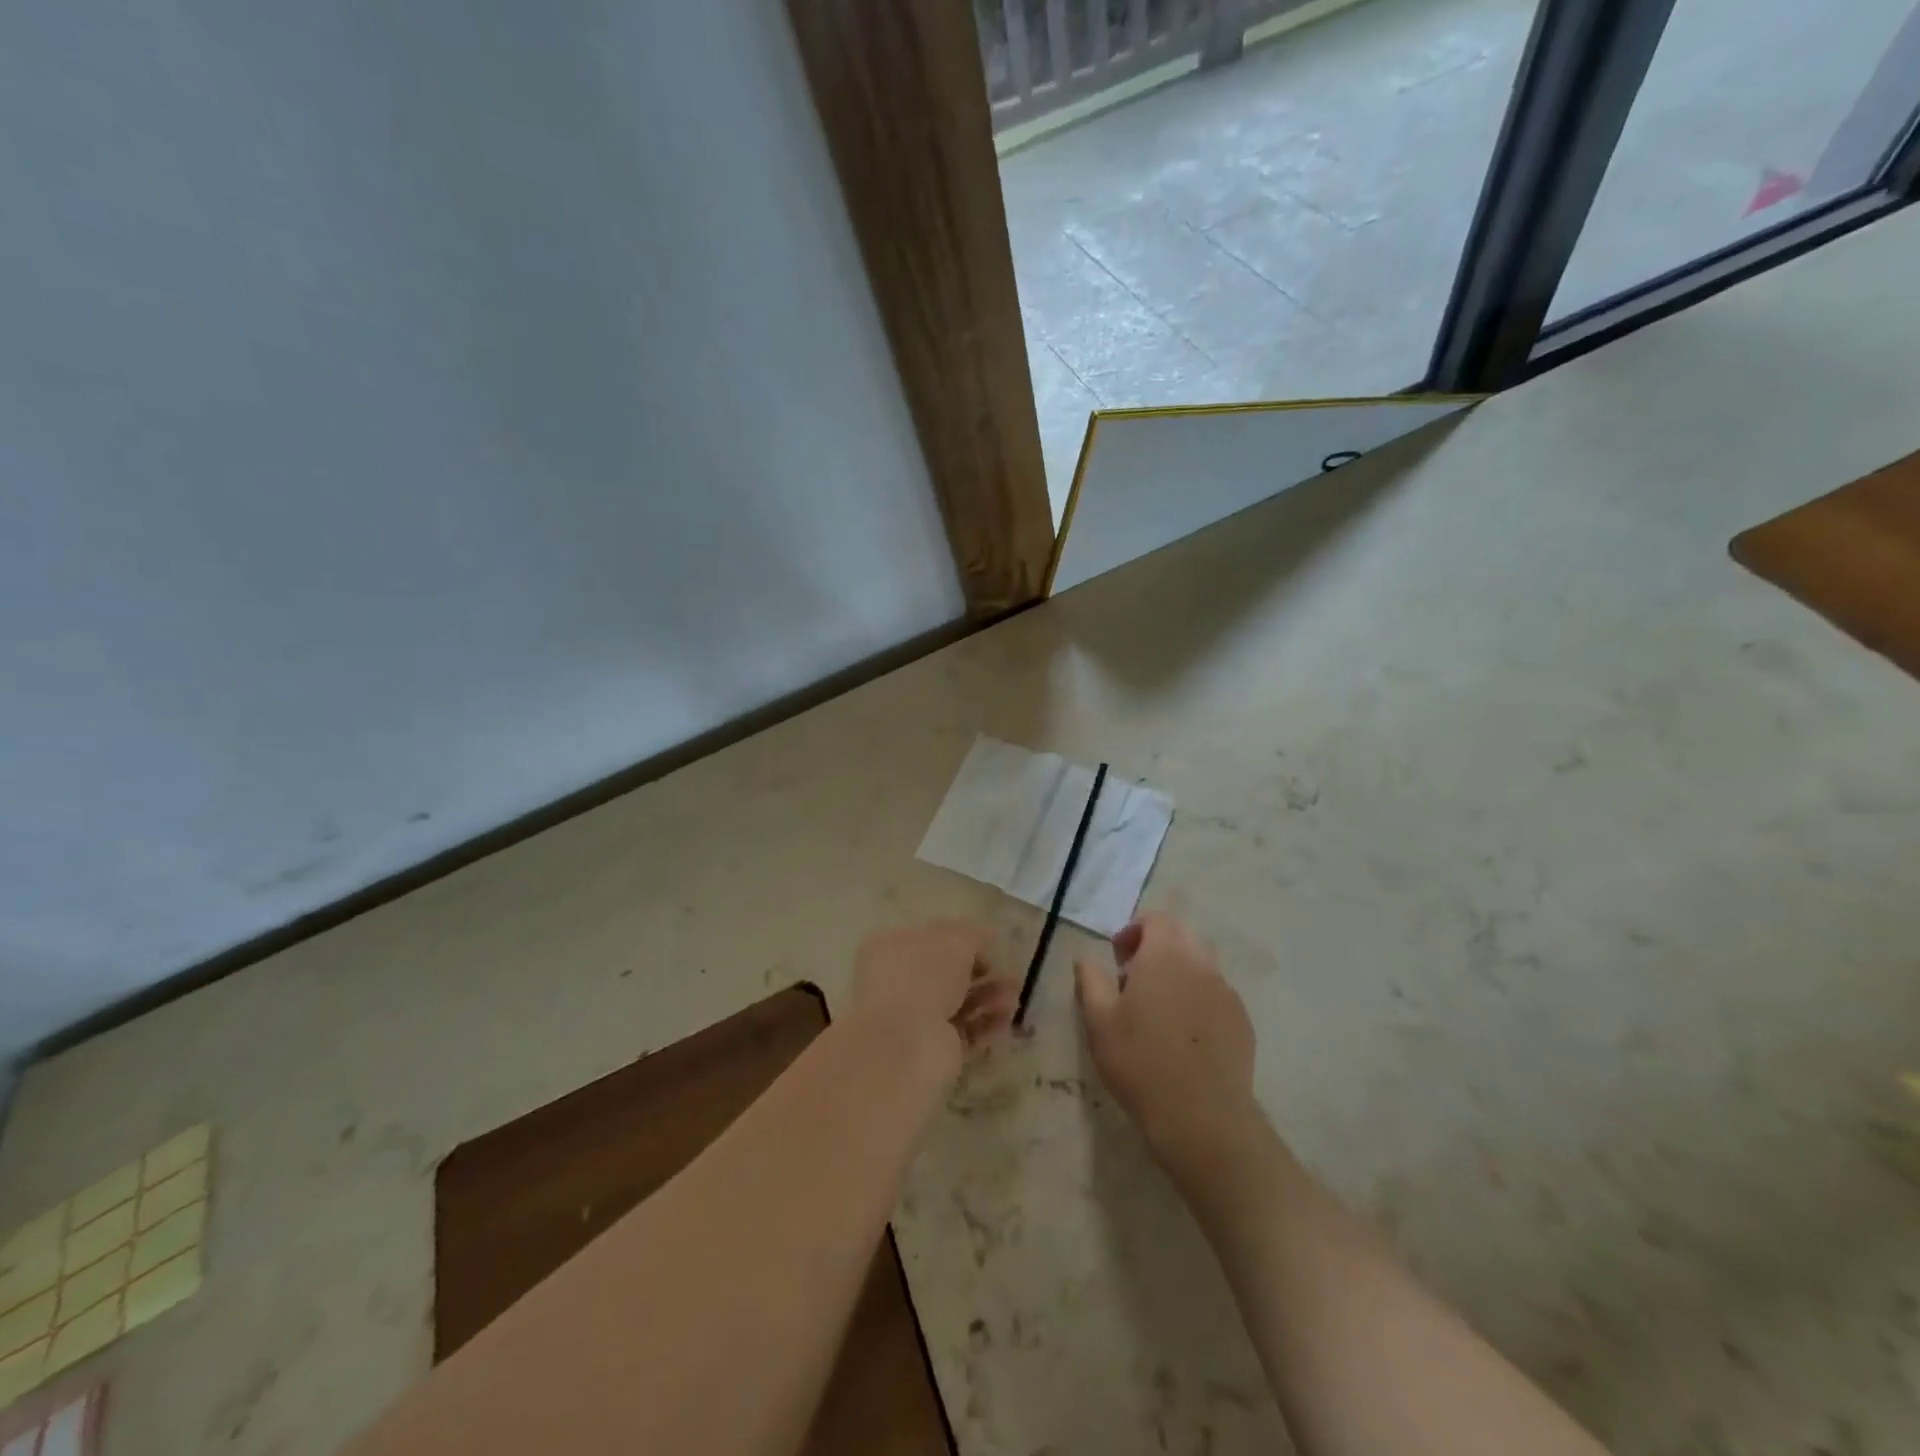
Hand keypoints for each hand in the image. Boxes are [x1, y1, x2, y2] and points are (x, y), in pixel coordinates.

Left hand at [849, 920, 1017, 1073]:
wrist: (905, 1045)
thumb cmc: (923, 978)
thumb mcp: (953, 941)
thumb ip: (972, 935)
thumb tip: (986, 935)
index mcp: (890, 949)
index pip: (929, 940)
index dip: (961, 941)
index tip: (989, 946)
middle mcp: (897, 983)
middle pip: (946, 974)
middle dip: (981, 972)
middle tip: (1010, 975)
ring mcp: (913, 1019)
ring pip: (958, 1003)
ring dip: (988, 998)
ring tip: (1014, 999)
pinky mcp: (931, 1050)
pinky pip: (964, 1032)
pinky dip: (986, 1025)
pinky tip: (1005, 1020)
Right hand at [1075, 913, 1258, 1168]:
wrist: (1202, 1118)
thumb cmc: (1140, 1062)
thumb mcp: (1099, 1022)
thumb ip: (1090, 981)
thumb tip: (1085, 958)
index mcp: (1165, 956)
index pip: (1156, 919)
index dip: (1134, 930)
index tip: (1118, 958)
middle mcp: (1200, 964)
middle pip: (1181, 935)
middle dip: (1157, 946)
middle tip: (1135, 979)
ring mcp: (1226, 992)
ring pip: (1201, 964)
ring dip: (1178, 971)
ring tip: (1159, 1008)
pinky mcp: (1242, 1020)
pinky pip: (1216, 993)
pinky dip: (1198, 997)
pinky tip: (1184, 1033)